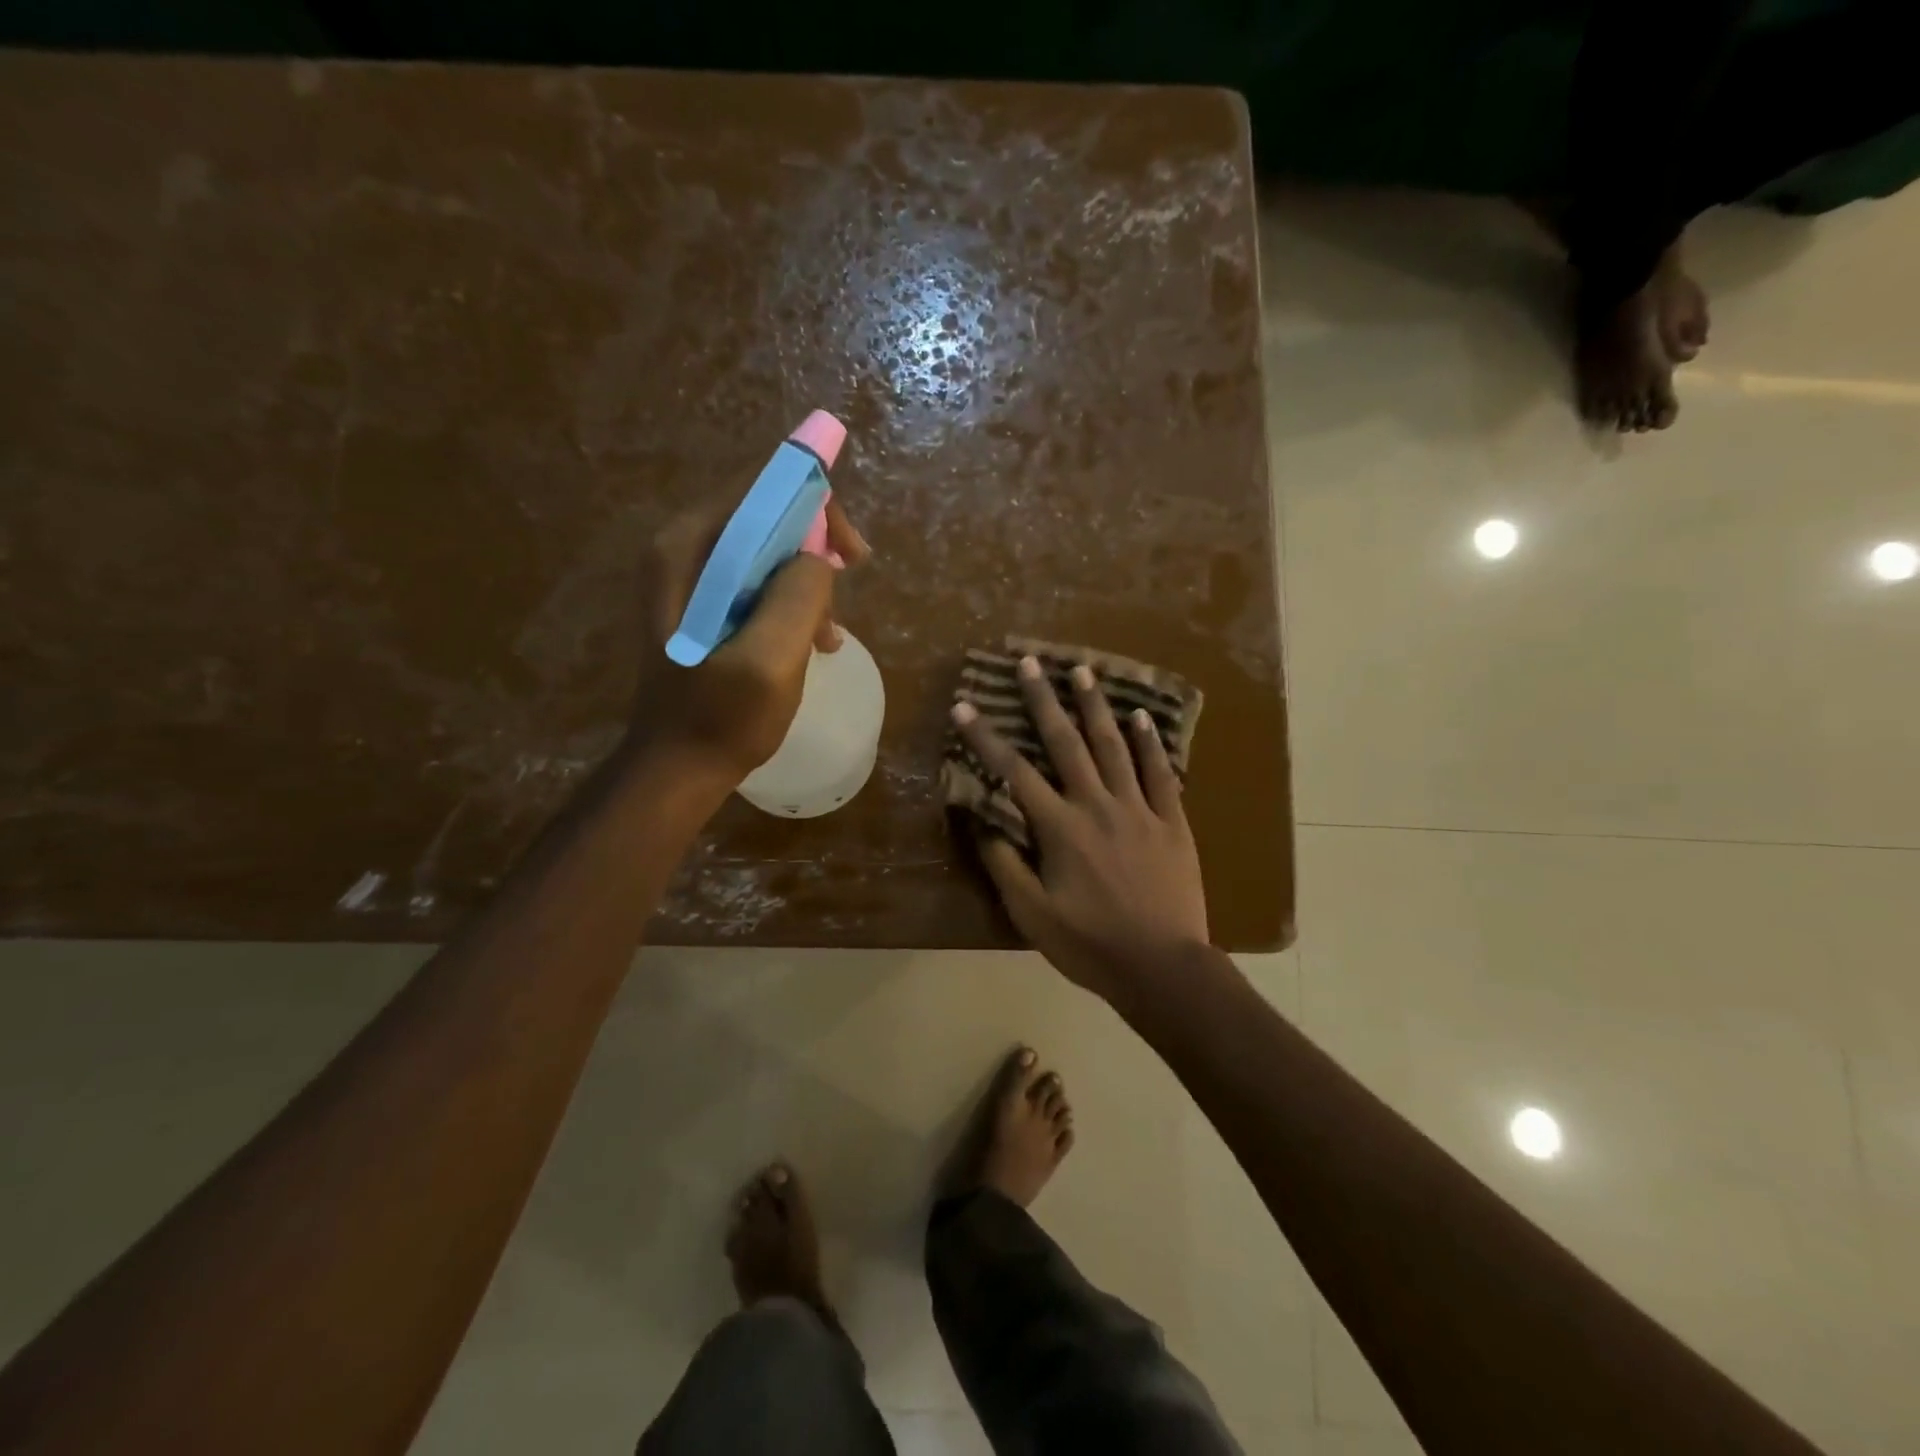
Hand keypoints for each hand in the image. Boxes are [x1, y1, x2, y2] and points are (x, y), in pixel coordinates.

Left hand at [632, 499, 869, 782]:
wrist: (679, 768)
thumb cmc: (722, 718)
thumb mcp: (770, 659)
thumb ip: (798, 595)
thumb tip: (818, 559)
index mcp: (688, 549)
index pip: (761, 489)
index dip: (815, 508)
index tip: (851, 555)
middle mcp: (683, 550)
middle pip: (766, 515)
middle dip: (815, 549)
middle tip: (850, 585)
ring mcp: (691, 579)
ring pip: (769, 551)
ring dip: (809, 584)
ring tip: (828, 636)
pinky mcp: (705, 607)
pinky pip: (760, 582)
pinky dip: (793, 603)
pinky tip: (812, 642)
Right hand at [951, 656, 1208, 1004]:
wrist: (1162, 967)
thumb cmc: (1090, 944)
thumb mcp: (1032, 914)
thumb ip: (1005, 864)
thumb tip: (981, 820)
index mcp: (1060, 828)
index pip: (1014, 772)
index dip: (985, 738)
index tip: (964, 706)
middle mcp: (1097, 806)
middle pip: (1066, 743)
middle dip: (1043, 701)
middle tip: (1030, 663)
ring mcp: (1139, 809)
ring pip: (1114, 746)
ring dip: (1096, 707)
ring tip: (1082, 671)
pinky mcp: (1172, 821)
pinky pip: (1161, 773)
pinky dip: (1149, 743)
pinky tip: (1141, 717)